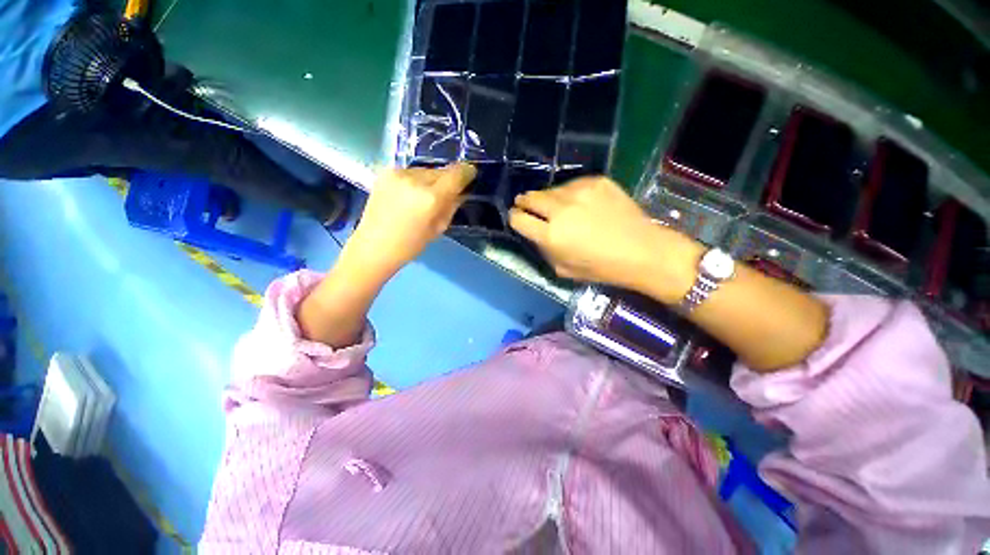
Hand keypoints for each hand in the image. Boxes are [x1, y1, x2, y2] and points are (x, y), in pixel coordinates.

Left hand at [347, 163, 475, 271]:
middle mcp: (415, 179)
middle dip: (447, 180)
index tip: (470, 174)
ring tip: (423, 198)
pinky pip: (410, 172)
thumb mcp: (439, 228)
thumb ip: (452, 206)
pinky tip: (410, 195)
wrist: (374, 246)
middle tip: (445, 195)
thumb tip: (461, 192)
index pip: (456, 174)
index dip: (466, 172)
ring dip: (430, 180)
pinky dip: (415, 181)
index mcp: (431, 198)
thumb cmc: (411, 245)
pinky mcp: (385, 172)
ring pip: (426, 170)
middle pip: (441, 170)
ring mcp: (398, 174)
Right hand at [509, 176, 694, 290]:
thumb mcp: (562, 269)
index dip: (514, 218)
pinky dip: (570, 193)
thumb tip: (534, 232)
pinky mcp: (596, 181)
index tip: (517, 218)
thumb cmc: (599, 267)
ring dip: (548, 198)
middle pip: (529, 197)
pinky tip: (579, 202)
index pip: (518, 218)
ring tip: (556, 206)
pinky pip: (572, 184)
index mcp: (550, 235)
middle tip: (527, 206)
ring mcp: (579, 191)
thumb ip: (543, 248)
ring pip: (550, 189)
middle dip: (524, 202)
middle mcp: (560, 209)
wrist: (640, 250)